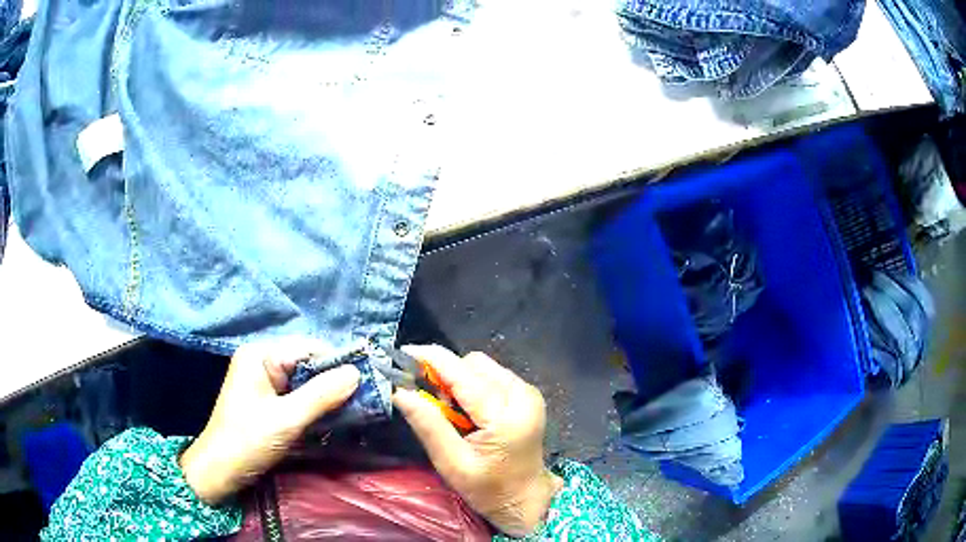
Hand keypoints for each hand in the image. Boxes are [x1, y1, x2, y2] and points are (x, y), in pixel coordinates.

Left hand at [180, 339, 359, 503]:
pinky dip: (314, 404)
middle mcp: (261, 360)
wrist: (220, 470)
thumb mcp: (287, 420)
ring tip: (352, 407)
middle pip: (307, 362)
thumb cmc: (248, 441)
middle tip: (363, 398)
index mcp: (260, 355)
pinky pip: (297, 393)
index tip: (366, 381)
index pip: (308, 348)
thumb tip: (356, 372)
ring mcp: (263, 380)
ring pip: (304, 379)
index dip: (337, 362)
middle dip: (333, 379)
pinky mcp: (266, 398)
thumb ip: (322, 395)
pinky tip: (330, 416)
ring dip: (326, 394)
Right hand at [393, 345, 562, 536]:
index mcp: (505, 415)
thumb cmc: (489, 489)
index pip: (463, 374)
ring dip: (461, 380)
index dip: (432, 358)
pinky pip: (493, 375)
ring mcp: (528, 393)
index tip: (404, 353)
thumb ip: (428, 425)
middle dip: (447, 375)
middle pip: (474, 364)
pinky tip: (471, 411)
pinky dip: (474, 386)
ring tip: (454, 412)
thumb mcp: (452, 463)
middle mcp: (522, 394)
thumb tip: (400, 391)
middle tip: (434, 404)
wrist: (526, 499)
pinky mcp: (528, 395)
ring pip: (483, 367)